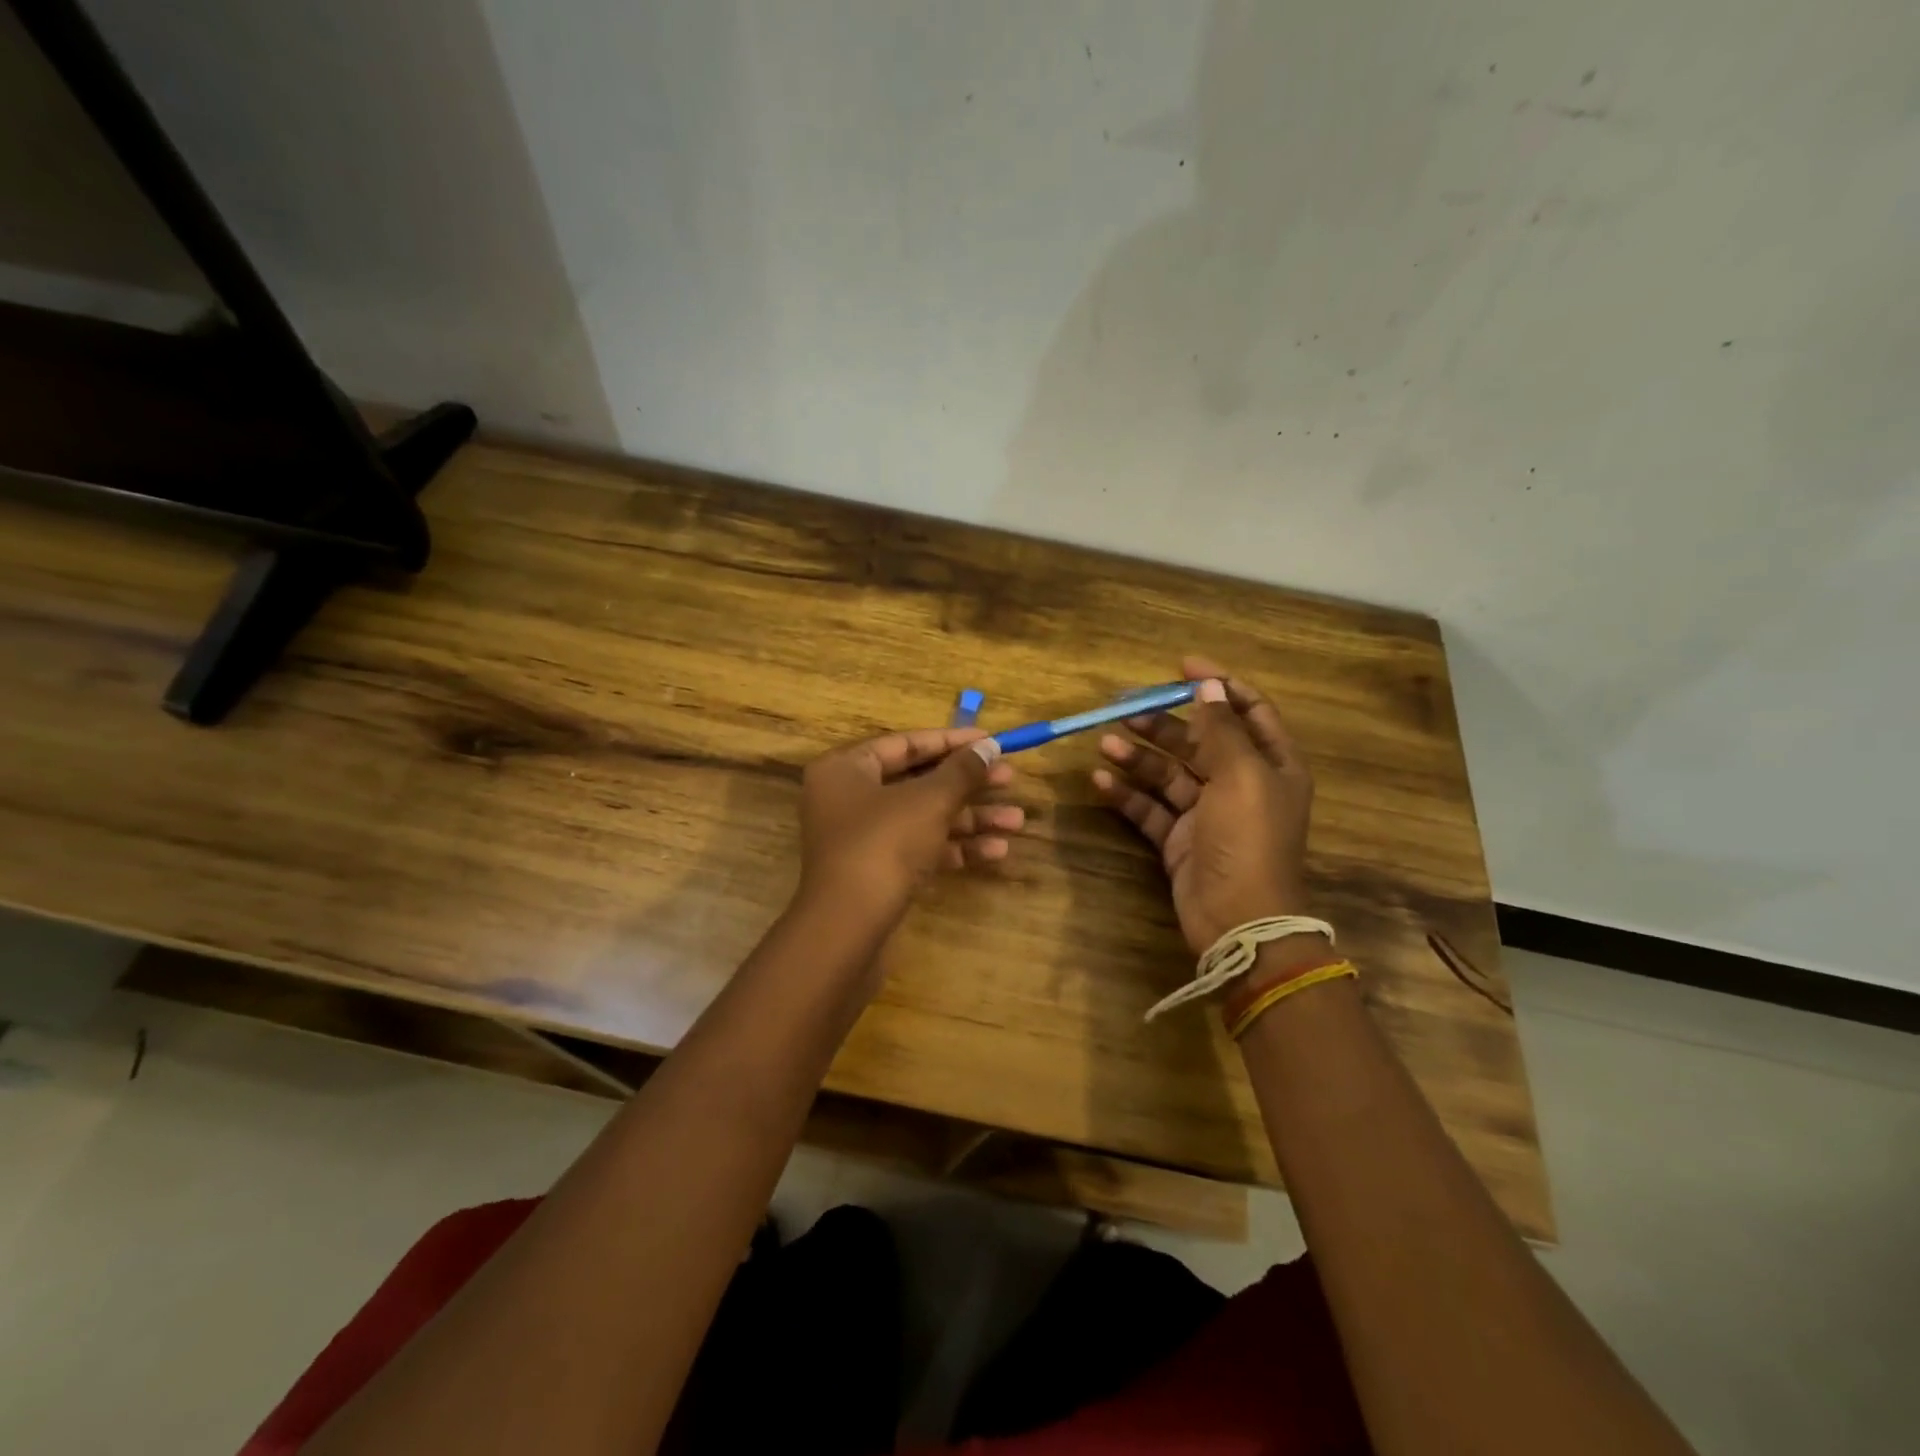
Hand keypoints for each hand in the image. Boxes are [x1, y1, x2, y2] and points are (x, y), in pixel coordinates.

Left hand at [797, 726, 1022, 929]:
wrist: (848, 928)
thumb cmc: (884, 845)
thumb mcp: (929, 801)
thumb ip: (962, 771)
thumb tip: (989, 746)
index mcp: (846, 768)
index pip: (906, 744)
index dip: (953, 741)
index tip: (991, 741)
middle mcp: (848, 798)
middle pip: (918, 782)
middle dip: (968, 785)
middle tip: (1011, 780)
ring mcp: (862, 838)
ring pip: (924, 818)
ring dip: (971, 819)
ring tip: (1016, 821)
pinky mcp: (876, 872)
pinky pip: (920, 848)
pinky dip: (954, 847)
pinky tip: (996, 851)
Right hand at [1092, 656, 1314, 954]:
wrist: (1239, 919)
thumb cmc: (1248, 839)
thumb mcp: (1242, 776)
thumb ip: (1221, 729)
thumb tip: (1209, 684)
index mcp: (1272, 764)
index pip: (1248, 711)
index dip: (1218, 684)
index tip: (1181, 665)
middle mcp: (1241, 784)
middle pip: (1199, 740)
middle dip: (1164, 723)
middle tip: (1126, 709)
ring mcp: (1207, 813)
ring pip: (1169, 773)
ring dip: (1139, 757)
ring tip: (1105, 744)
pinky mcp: (1179, 839)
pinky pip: (1150, 807)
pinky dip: (1127, 793)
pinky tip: (1101, 780)